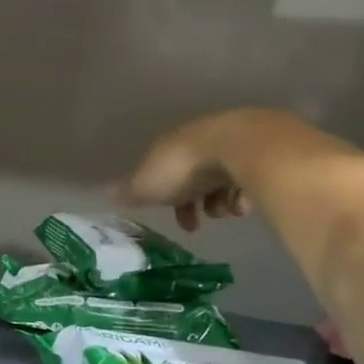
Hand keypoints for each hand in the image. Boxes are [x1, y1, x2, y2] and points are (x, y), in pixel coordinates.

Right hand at [123, 108, 285, 231]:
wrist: (238, 146)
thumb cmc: (184, 167)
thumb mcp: (147, 184)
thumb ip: (128, 191)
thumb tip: (103, 194)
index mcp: (171, 146)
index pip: (166, 171)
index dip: (168, 198)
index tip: (179, 222)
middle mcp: (200, 140)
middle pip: (197, 176)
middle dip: (198, 202)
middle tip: (201, 223)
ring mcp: (232, 143)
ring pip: (225, 178)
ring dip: (222, 201)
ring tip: (227, 213)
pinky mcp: (261, 150)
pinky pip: (251, 176)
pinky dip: (245, 194)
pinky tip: (244, 204)